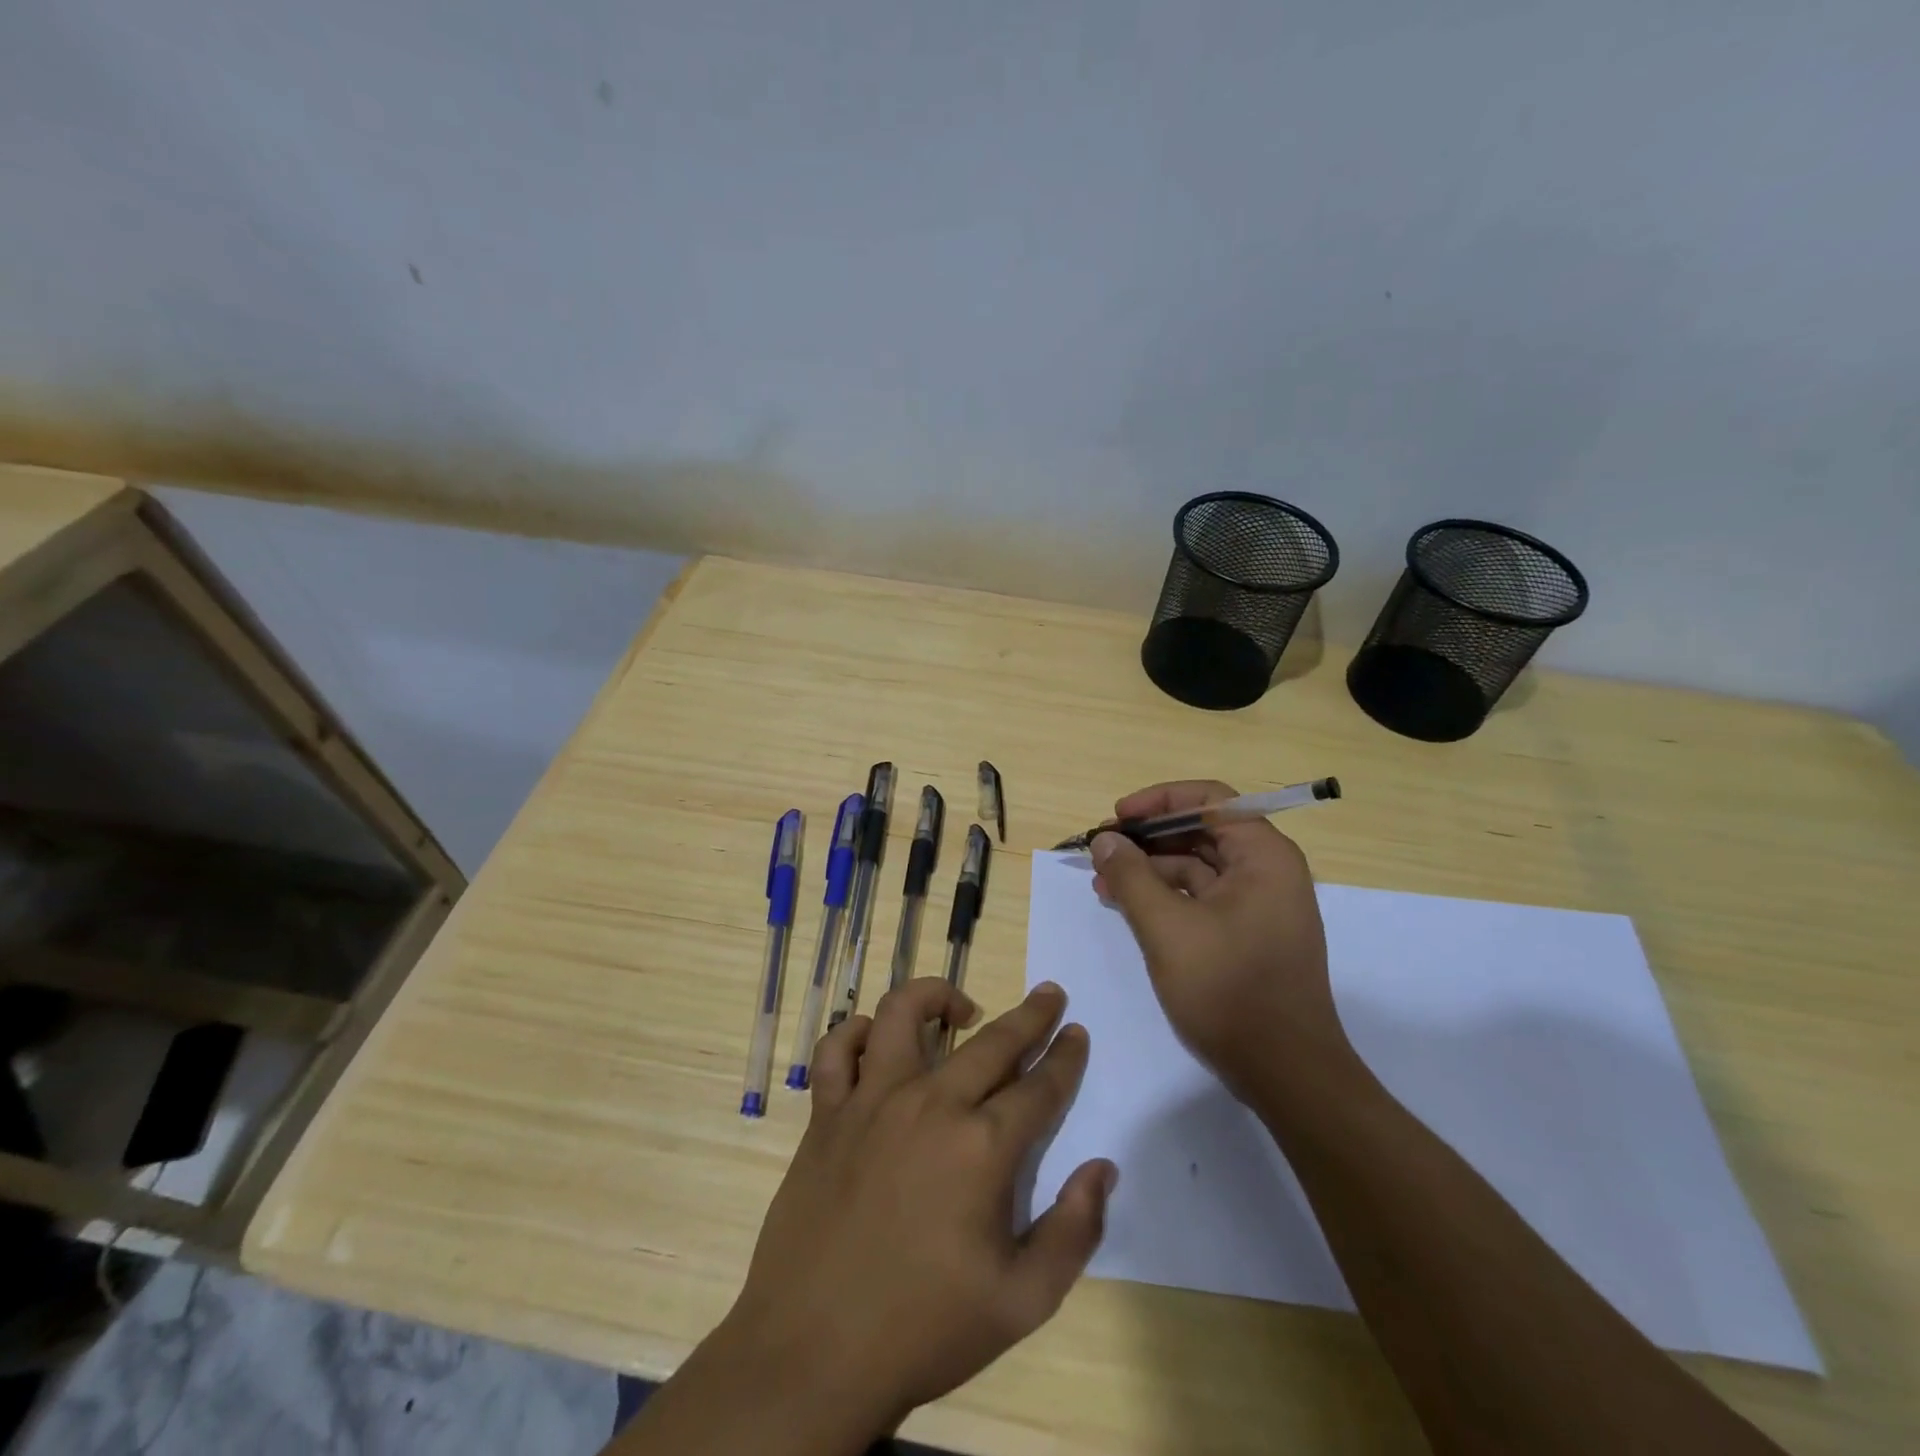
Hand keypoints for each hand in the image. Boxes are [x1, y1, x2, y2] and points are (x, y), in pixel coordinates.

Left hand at [723, 978, 1116, 1438]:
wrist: (814, 1353)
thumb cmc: (924, 1328)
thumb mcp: (1021, 1302)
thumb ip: (1073, 1231)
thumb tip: (1102, 1168)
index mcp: (982, 1148)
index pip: (1040, 1086)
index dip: (1065, 1057)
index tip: (1077, 1032)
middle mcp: (930, 1104)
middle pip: (992, 1041)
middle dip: (1030, 1015)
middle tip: (1049, 995)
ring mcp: (872, 1101)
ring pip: (903, 1014)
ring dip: (937, 996)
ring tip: (961, 1009)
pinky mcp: (828, 1113)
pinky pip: (836, 1050)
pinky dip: (855, 1033)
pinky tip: (876, 1042)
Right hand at [1090, 779, 1346, 1095]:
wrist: (1286, 1073)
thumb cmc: (1229, 990)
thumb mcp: (1167, 928)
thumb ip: (1131, 876)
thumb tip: (1105, 839)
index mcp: (1263, 856)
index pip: (1210, 800)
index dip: (1159, 801)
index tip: (1117, 817)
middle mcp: (1267, 871)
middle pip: (1202, 831)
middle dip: (1148, 837)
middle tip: (1102, 849)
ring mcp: (1258, 904)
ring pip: (1198, 866)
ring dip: (1150, 869)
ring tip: (1103, 881)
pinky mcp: (1246, 934)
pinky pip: (1201, 897)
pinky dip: (1165, 896)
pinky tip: (1127, 905)